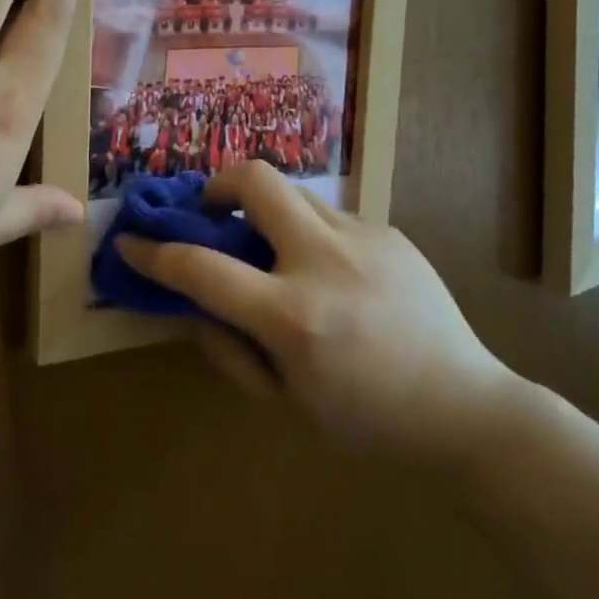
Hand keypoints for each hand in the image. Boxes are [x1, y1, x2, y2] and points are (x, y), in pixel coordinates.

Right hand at [117, 162, 523, 467]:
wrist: (467, 410)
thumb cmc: (367, 420)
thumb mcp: (285, 396)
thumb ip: (229, 345)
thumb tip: (193, 300)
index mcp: (294, 316)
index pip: (201, 268)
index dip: (154, 252)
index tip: (131, 242)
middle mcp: (325, 261)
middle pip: (255, 179)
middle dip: (218, 184)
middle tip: (213, 212)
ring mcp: (363, 238)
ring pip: (294, 191)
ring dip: (267, 211)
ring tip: (274, 249)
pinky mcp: (390, 231)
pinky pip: (330, 216)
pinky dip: (309, 233)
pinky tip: (329, 272)